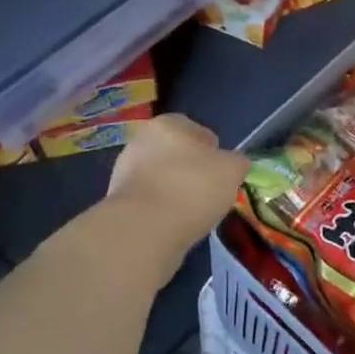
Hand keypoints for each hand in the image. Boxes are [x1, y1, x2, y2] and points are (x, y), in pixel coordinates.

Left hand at [106, 114, 249, 278]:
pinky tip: (173, 226)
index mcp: (167, 124)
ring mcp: (124, 171)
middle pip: (176, 154)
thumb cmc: (192, 188)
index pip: (197, 130)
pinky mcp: (117, 202)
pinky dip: (161, 212)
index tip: (222, 173)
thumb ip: (237, 162)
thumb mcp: (232, 170)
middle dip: (191, 171)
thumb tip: (235, 164)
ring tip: (193, 215)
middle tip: (209, 194)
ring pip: (161, 179)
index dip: (213, 151)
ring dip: (175, 192)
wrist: (144, 230)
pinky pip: (149, 202)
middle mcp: (141, 140)